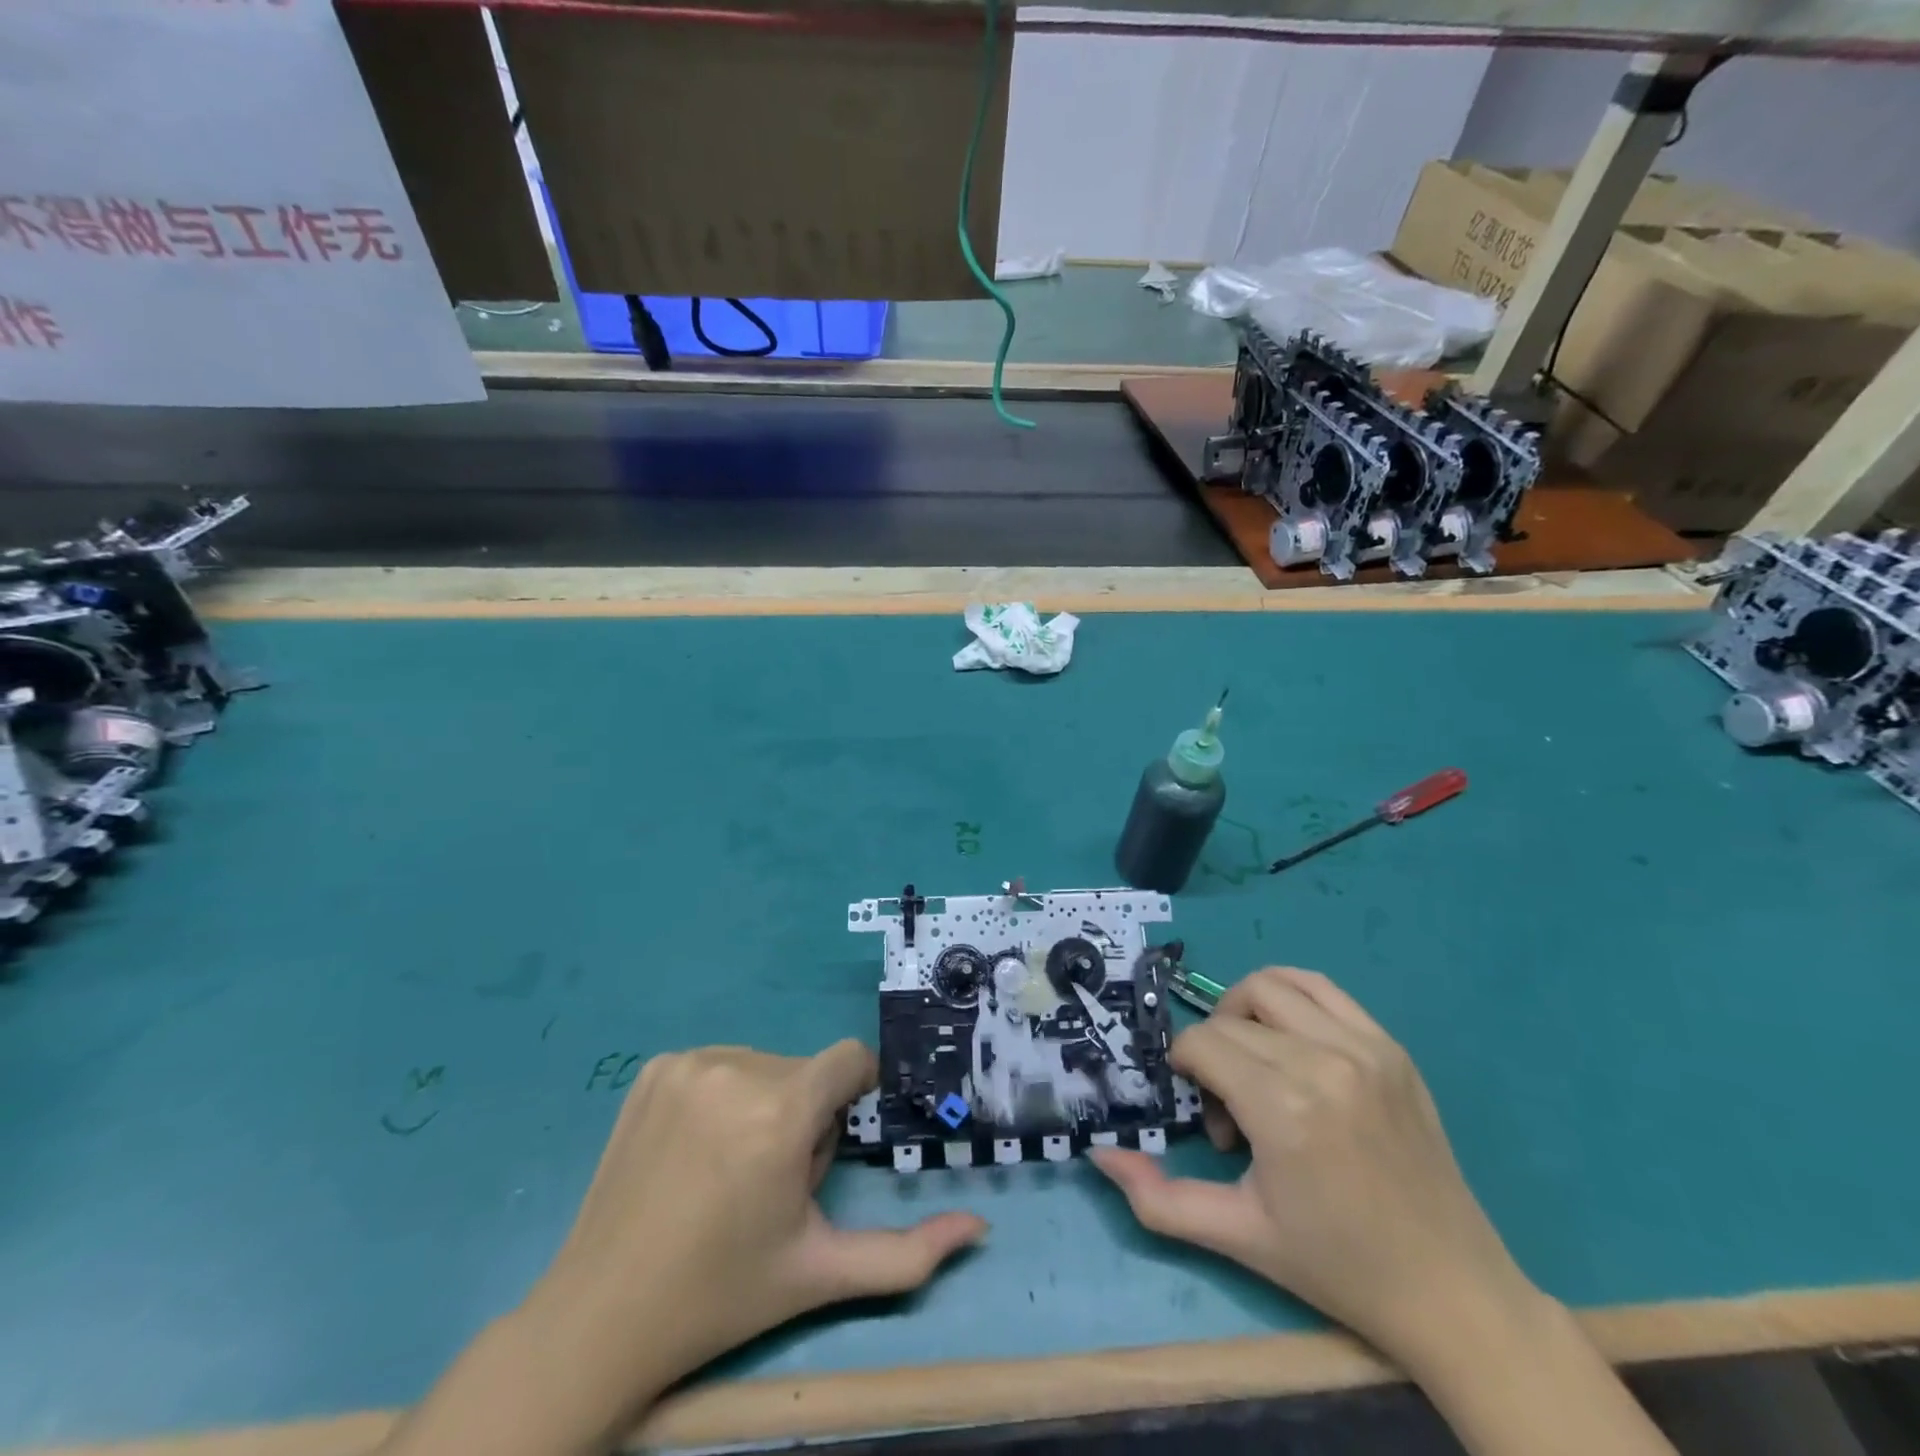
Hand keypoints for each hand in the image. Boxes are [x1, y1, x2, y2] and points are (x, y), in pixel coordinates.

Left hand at [527, 1043, 985, 1418]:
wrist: (601, 1315)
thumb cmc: (722, 1295)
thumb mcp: (821, 1273)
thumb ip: (908, 1254)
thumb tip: (980, 1229)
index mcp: (780, 1114)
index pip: (850, 1060)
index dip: (854, 1094)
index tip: (831, 1141)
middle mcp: (736, 1070)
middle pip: (806, 1071)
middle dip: (806, 1115)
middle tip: (771, 1181)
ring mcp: (688, 1064)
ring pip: (764, 1065)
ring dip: (766, 1103)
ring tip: (730, 1169)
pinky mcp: (654, 1067)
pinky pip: (719, 1063)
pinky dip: (723, 1095)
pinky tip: (695, 1150)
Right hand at [1090, 967, 1532, 1369]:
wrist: (1453, 1291)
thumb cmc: (1338, 1266)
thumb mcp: (1238, 1237)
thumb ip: (1158, 1198)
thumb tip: (1100, 1153)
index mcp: (1285, 1109)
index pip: (1202, 1044)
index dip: (1185, 1070)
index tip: (1207, 1116)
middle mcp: (1323, 1062)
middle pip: (1230, 1017)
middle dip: (1212, 1052)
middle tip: (1232, 1109)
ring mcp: (1364, 1047)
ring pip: (1270, 985)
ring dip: (1243, 1013)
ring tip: (1254, 1061)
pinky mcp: (1390, 1046)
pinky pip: (1321, 987)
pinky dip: (1288, 997)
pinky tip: (1289, 1040)